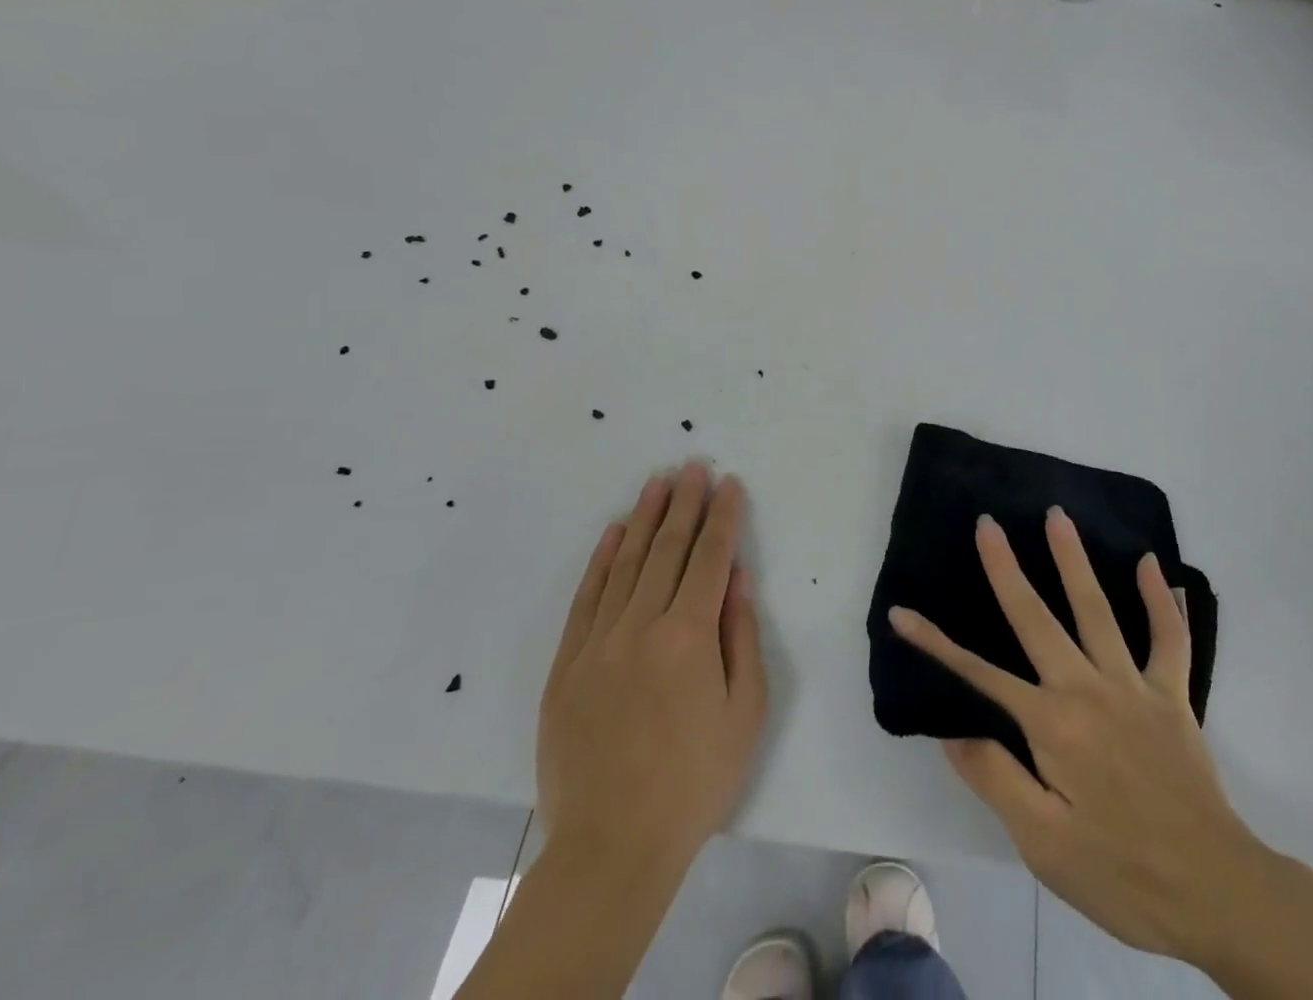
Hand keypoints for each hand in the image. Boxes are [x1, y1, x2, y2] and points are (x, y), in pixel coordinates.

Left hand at [536, 462, 767, 873]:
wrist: (612, 846)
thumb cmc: (694, 780)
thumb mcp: (745, 711)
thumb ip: (741, 636)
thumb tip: (737, 577)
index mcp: (689, 635)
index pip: (711, 557)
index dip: (723, 516)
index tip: (729, 483)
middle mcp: (642, 625)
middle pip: (668, 549)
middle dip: (685, 503)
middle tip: (694, 466)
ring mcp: (599, 642)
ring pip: (627, 563)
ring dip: (645, 518)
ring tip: (659, 482)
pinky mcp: (567, 664)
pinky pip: (587, 597)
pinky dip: (602, 559)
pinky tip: (615, 532)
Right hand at [888, 509, 1266, 965]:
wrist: (1216, 891)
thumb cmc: (1120, 872)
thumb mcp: (1043, 843)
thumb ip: (996, 779)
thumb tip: (953, 730)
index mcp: (1051, 725)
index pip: (980, 674)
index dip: (936, 643)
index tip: (903, 612)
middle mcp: (1087, 689)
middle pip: (1037, 618)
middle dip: (1006, 568)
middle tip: (988, 523)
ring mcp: (1134, 685)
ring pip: (1098, 609)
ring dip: (1074, 560)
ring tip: (1057, 516)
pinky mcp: (1173, 694)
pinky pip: (1169, 638)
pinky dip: (1161, 600)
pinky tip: (1152, 564)